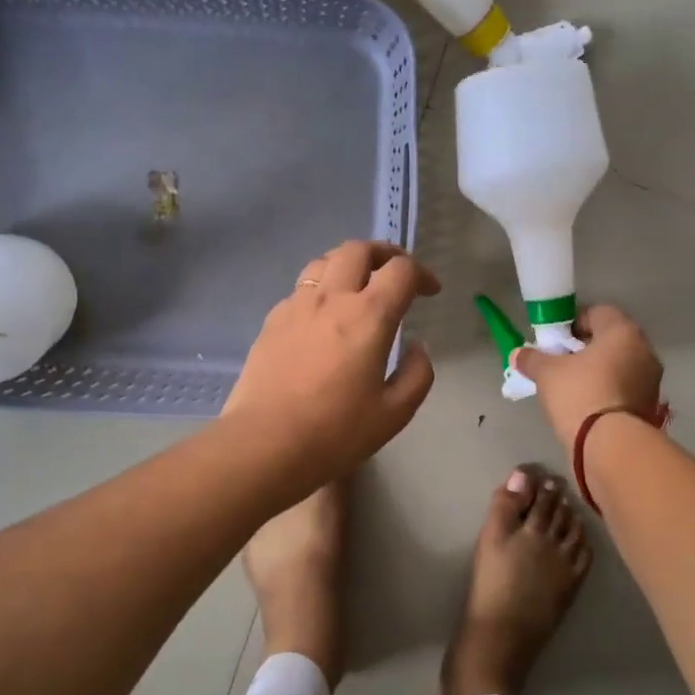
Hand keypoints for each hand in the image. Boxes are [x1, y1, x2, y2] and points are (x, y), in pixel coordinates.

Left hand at [222, 241, 439, 494]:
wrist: (264, 444)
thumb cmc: (336, 432)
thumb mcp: (394, 413)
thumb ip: (416, 374)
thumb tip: (416, 347)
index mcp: (369, 315)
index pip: (401, 271)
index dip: (421, 274)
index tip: (430, 291)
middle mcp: (332, 298)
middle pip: (358, 250)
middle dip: (384, 253)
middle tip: (396, 274)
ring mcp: (296, 306)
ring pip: (324, 262)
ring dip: (348, 264)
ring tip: (359, 285)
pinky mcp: (271, 322)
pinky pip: (300, 289)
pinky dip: (321, 289)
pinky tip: (323, 317)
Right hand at [511, 305, 663, 450]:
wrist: (609, 445)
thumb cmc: (579, 394)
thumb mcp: (547, 373)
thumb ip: (532, 358)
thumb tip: (518, 354)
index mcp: (623, 331)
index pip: (597, 312)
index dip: (572, 322)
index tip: (555, 340)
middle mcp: (644, 350)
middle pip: (610, 339)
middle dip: (585, 348)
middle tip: (560, 362)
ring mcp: (651, 379)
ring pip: (619, 364)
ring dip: (598, 370)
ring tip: (571, 386)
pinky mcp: (650, 405)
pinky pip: (624, 387)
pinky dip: (607, 389)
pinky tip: (587, 404)